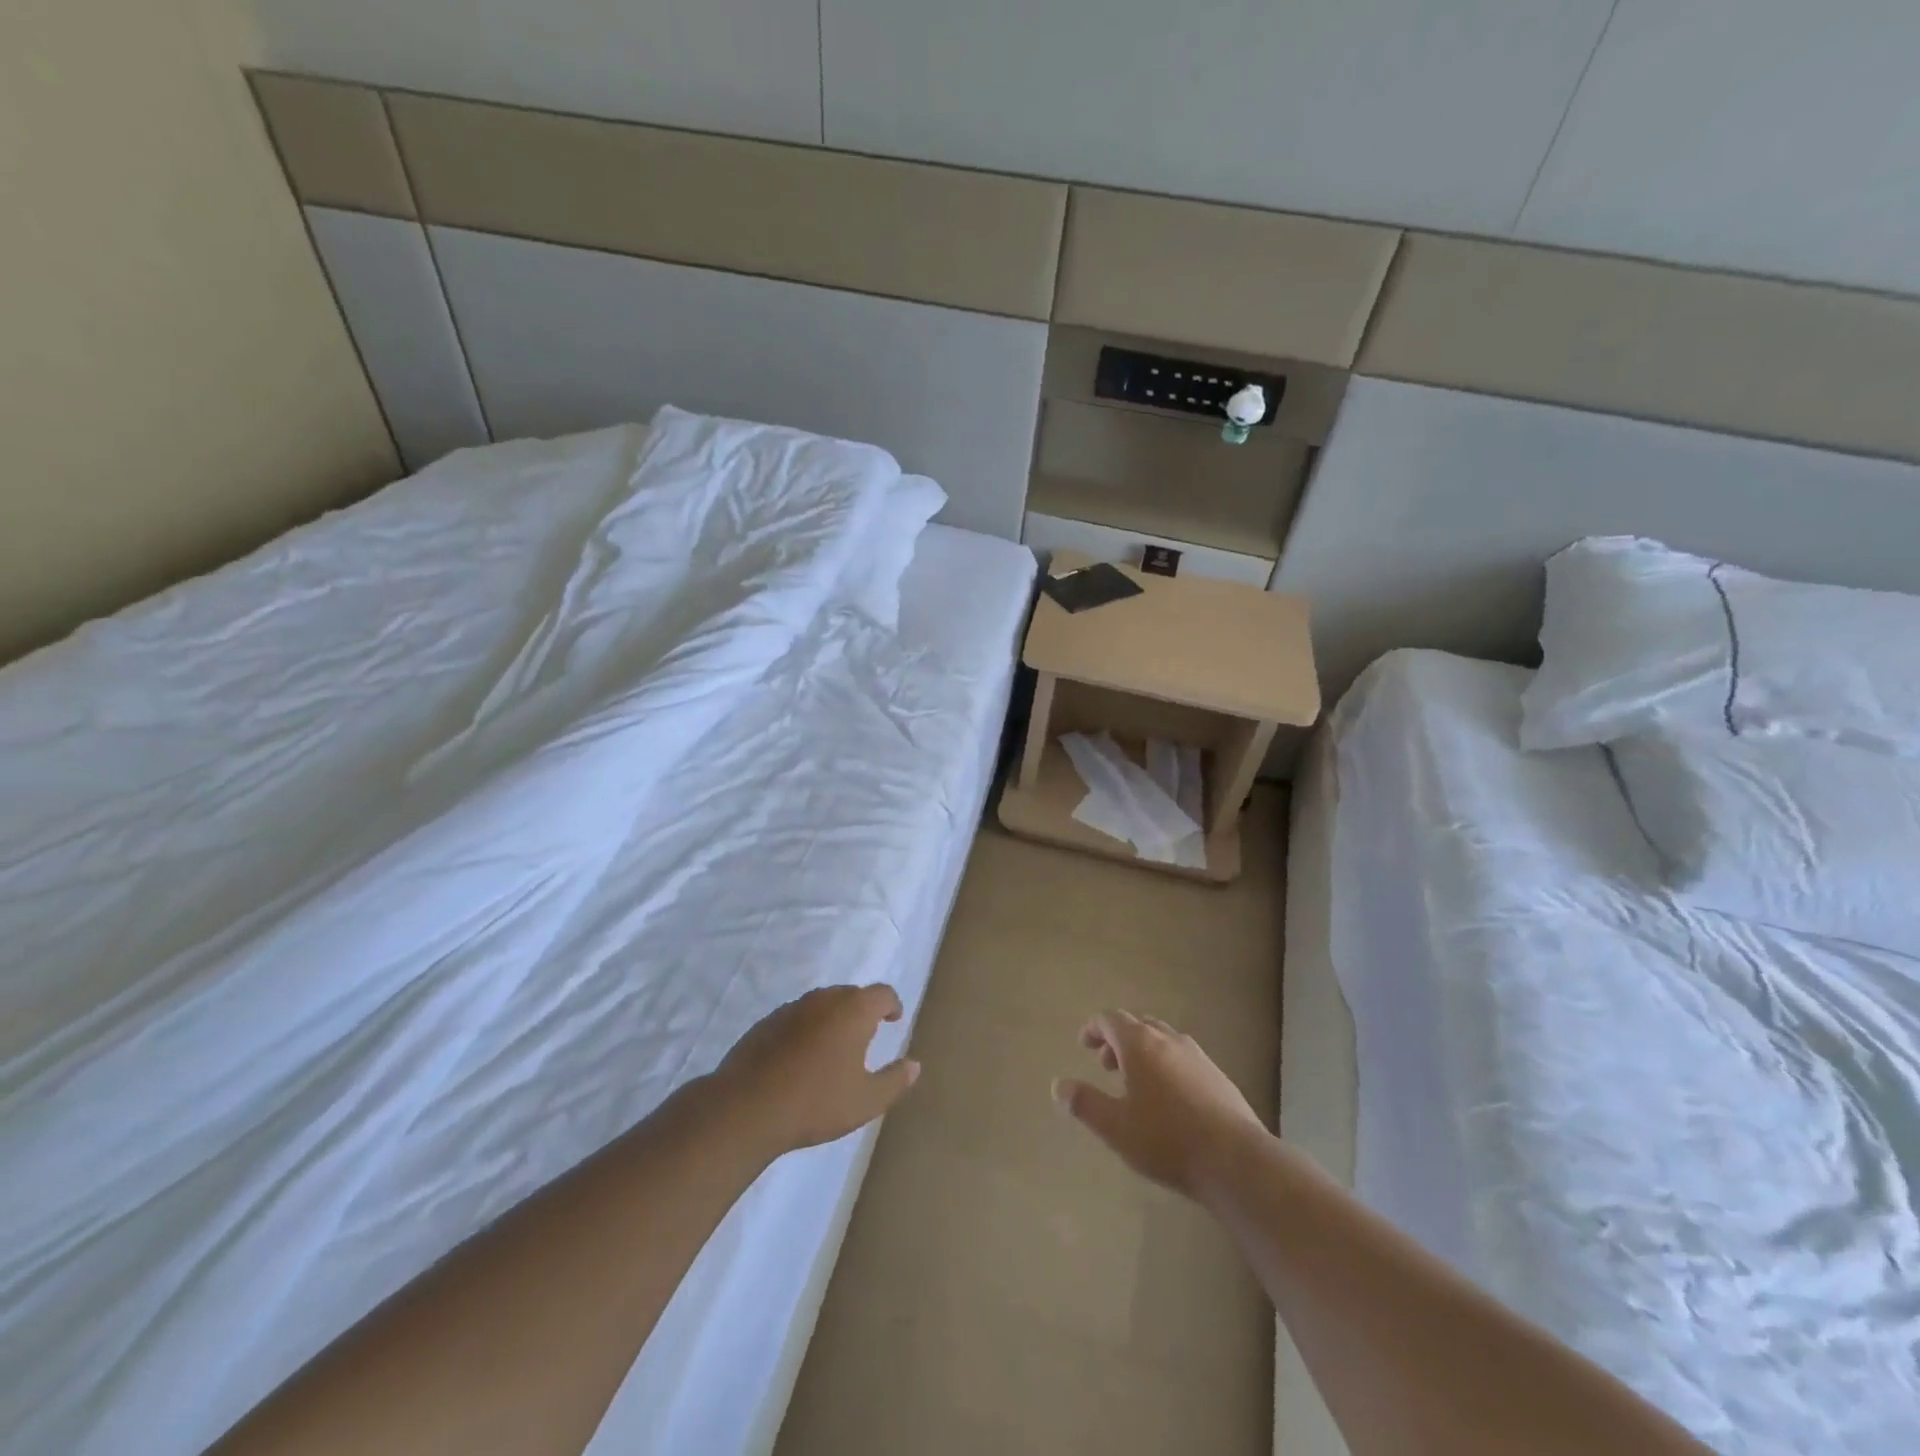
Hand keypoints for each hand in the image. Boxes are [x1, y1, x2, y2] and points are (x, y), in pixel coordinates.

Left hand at [711, 984, 920, 1157]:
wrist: (746, 1108)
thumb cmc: (815, 1103)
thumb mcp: (866, 1101)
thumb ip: (894, 1081)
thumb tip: (914, 1065)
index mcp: (853, 1010)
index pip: (882, 993)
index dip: (892, 1005)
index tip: (894, 1020)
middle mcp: (824, 999)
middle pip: (851, 994)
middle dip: (862, 1011)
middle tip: (866, 1037)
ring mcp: (791, 1008)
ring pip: (821, 1005)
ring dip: (832, 1019)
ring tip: (834, 1048)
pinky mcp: (766, 1023)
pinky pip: (796, 1018)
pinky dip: (806, 1030)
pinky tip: (800, 1059)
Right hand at [1054, 1010, 1266, 1198]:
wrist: (1235, 1161)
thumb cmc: (1166, 1140)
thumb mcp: (1116, 1127)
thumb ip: (1085, 1104)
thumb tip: (1058, 1086)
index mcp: (1140, 1044)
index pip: (1111, 1019)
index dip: (1094, 1028)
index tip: (1084, 1043)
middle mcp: (1168, 1040)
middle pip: (1138, 1025)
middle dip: (1118, 1040)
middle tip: (1106, 1064)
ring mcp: (1197, 1056)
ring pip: (1163, 1039)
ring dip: (1143, 1051)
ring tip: (1136, 1081)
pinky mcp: (1218, 1076)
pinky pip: (1183, 1057)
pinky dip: (1166, 1064)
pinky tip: (1169, 1097)